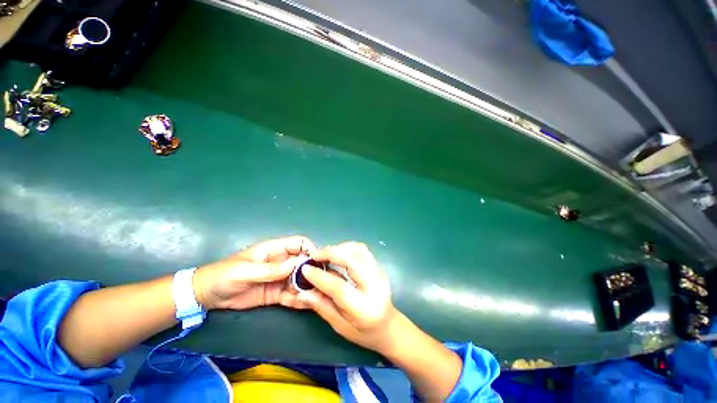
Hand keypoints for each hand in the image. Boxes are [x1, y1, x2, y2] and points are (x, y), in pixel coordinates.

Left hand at [193, 236, 315, 309]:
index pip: (299, 243)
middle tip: (320, 283)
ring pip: (300, 279)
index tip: (317, 262)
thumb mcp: (245, 271)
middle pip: (304, 262)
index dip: (310, 249)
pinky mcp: (276, 293)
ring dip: (308, 286)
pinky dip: (299, 298)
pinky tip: (305, 304)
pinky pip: (291, 294)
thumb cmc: (224, 275)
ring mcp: (279, 278)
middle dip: (312, 271)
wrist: (207, 295)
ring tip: (315, 296)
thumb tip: (295, 265)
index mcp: (274, 249)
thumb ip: (270, 269)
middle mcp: (281, 262)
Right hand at [297, 242, 400, 353]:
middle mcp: (374, 286)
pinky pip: (363, 250)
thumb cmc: (364, 332)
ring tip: (326, 253)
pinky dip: (348, 248)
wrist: (389, 326)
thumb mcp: (340, 327)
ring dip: (340, 248)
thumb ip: (323, 307)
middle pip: (352, 261)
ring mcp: (379, 273)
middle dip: (331, 253)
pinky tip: (339, 253)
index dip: (320, 277)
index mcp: (364, 308)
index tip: (305, 269)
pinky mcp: (379, 267)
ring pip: (359, 250)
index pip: (339, 288)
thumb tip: (303, 293)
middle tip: (315, 255)